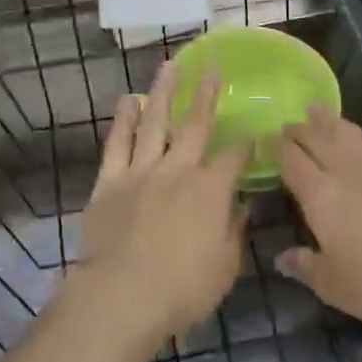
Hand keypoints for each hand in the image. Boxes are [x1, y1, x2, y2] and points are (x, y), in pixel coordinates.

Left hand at [72, 63, 246, 351]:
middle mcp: (178, 169)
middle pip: (195, 124)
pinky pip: (117, 143)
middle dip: (206, 94)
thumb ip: (234, 231)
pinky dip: (122, 120)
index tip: (251, 132)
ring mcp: (141, 170)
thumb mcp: (225, 266)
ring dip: (163, 92)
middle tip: (211, 66)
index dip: (245, 142)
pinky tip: (127, 100)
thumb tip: (242, 205)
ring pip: (154, 122)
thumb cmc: (182, 288)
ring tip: (169, 66)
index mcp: (210, 189)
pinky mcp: (110, 181)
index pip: (233, 156)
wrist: (122, 295)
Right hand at [276, 109, 361, 336]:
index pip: (292, 161)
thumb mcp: (332, 287)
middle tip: (289, 123)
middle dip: (299, 128)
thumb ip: (303, 266)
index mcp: (321, 197)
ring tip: (316, 108)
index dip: (278, 147)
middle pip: (317, 138)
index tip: (269, 140)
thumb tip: (280, 258)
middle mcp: (348, 171)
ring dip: (330, 118)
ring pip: (350, 131)